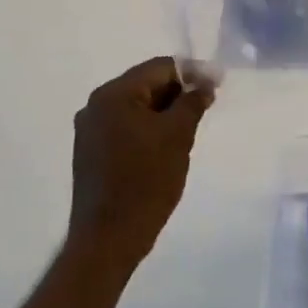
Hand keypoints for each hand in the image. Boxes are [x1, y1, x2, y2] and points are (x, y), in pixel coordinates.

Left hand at [68, 58, 215, 272]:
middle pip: (146, 85)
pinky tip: (167, 146)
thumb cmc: (146, 181)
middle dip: (178, 92)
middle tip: (207, 106)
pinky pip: (126, 127)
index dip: (192, 72)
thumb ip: (193, 102)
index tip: (217, 85)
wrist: (108, 239)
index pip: (159, 68)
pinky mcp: (92, 153)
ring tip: (190, 128)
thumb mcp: (178, 135)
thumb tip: (204, 83)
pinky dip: (149, 129)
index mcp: (113, 94)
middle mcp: (96, 106)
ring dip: (165, 112)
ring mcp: (90, 131)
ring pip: (137, 107)